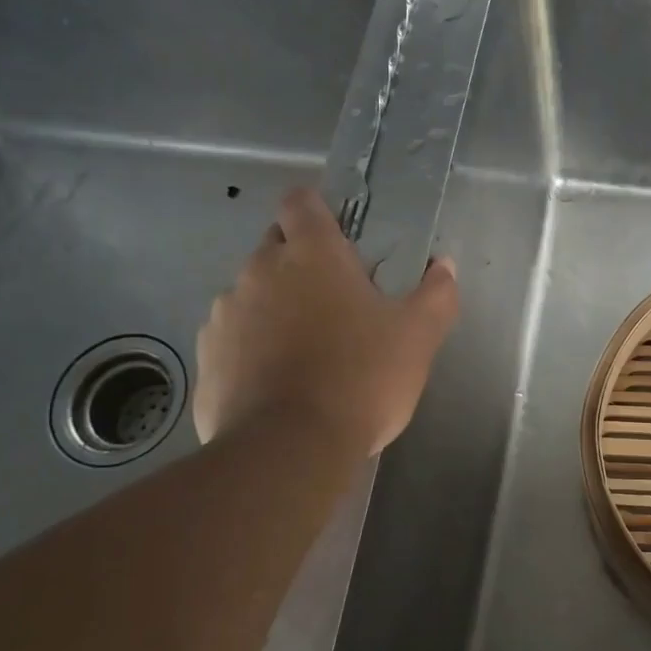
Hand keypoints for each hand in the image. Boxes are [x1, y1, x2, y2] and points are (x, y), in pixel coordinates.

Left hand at [193, 188, 458, 453]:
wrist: (289, 449)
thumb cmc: (361, 379)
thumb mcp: (417, 338)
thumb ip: (436, 295)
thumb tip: (444, 267)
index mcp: (311, 254)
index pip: (301, 201)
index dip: (317, 209)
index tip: (338, 235)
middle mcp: (258, 271)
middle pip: (275, 246)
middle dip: (300, 262)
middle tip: (335, 301)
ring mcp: (225, 314)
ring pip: (251, 293)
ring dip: (274, 307)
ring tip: (305, 350)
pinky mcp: (206, 357)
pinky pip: (232, 338)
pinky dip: (251, 348)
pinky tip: (276, 382)